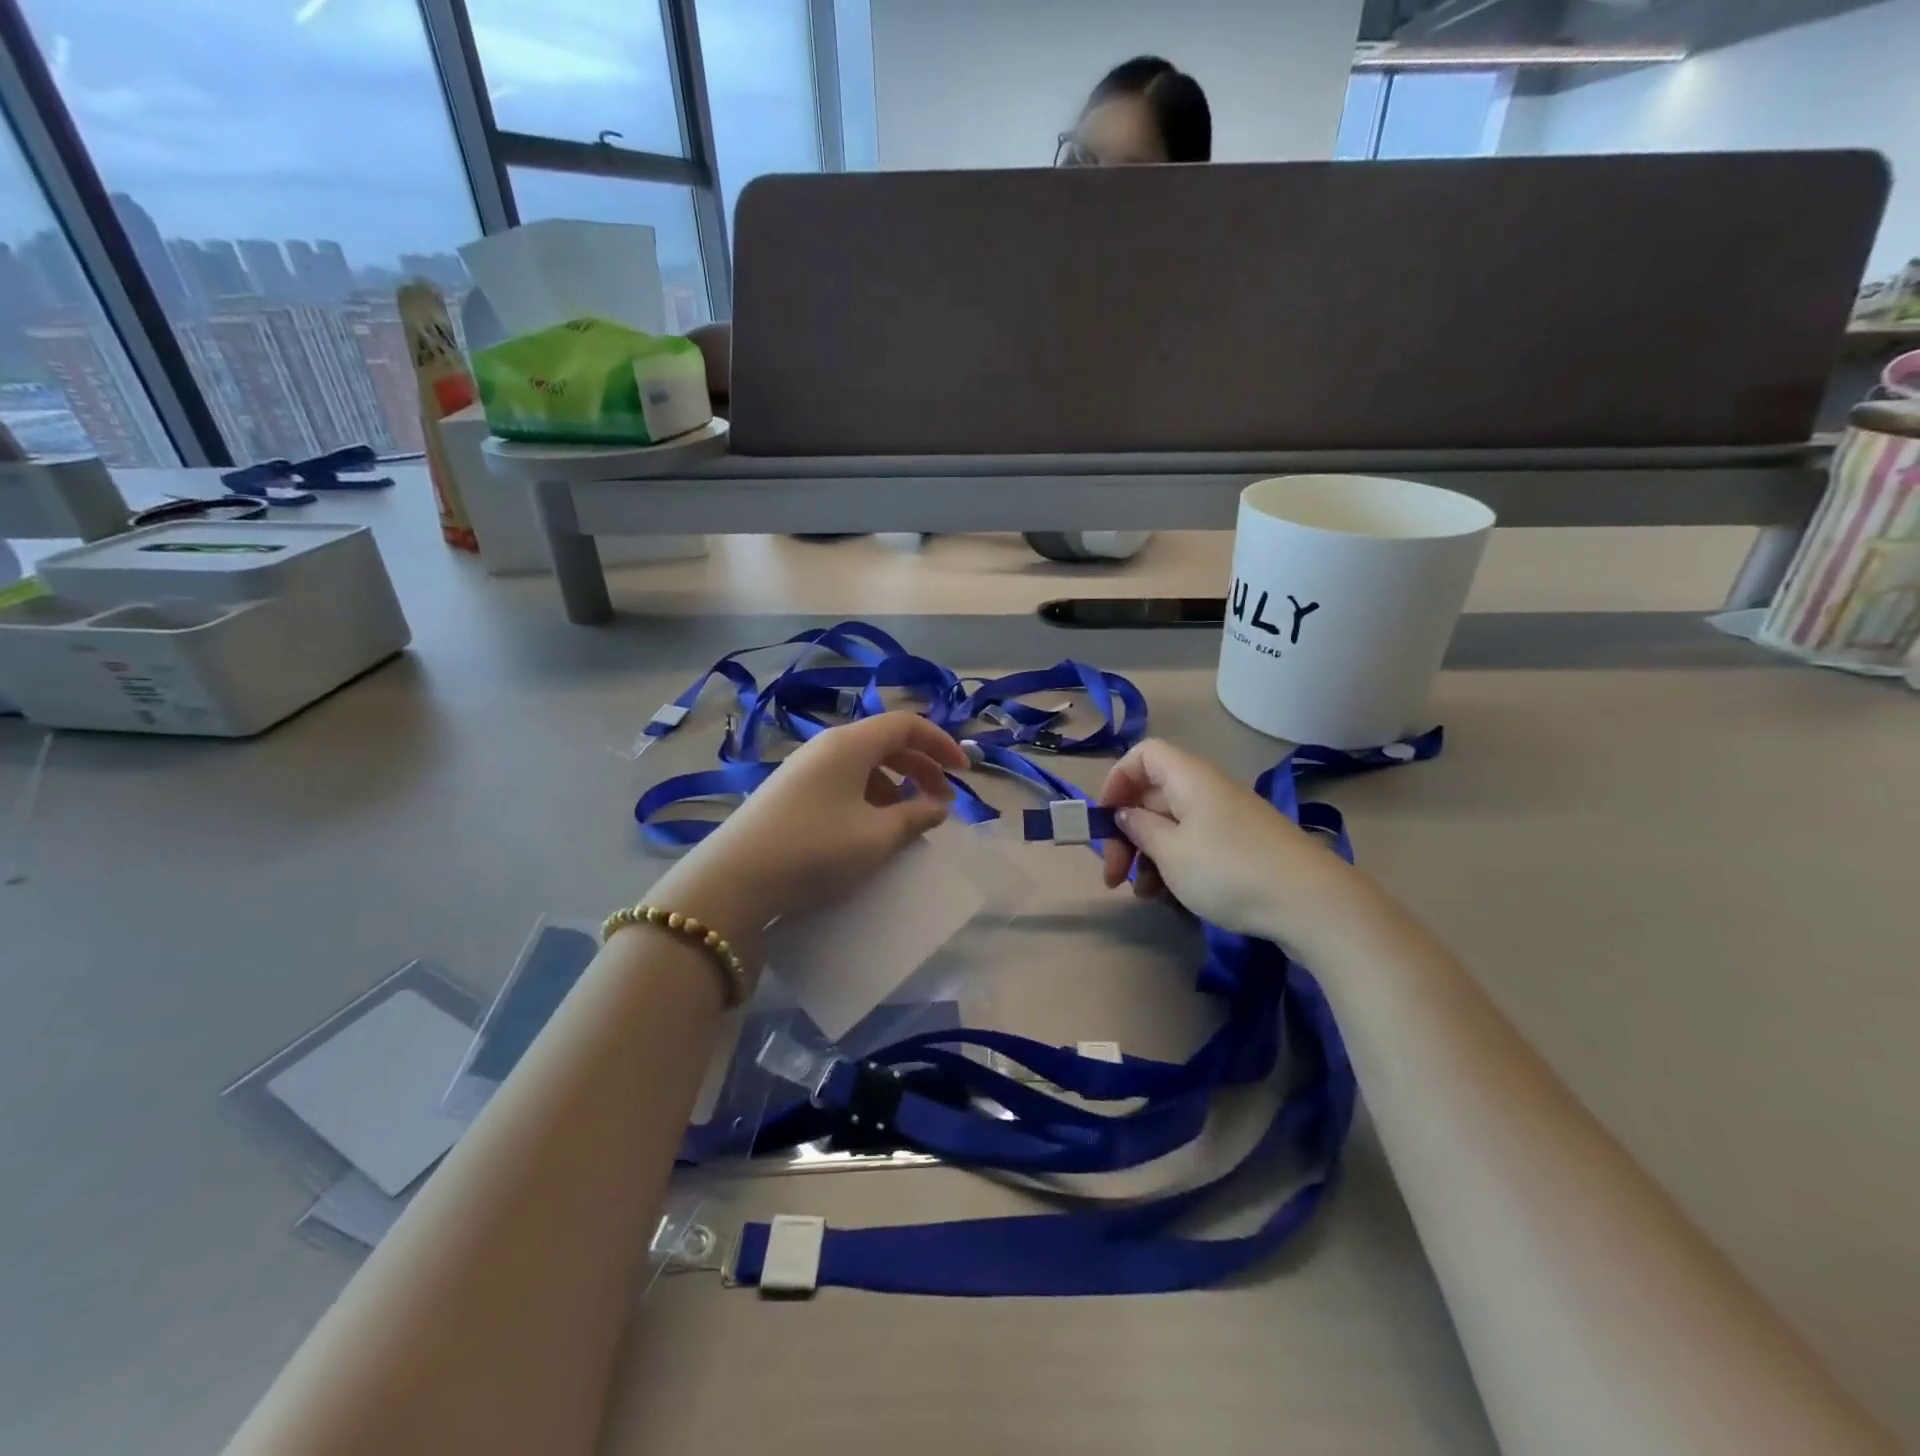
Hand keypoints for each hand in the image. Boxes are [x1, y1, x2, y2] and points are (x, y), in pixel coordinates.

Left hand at [651, 712, 966, 954]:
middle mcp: (826, 746)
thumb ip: (914, 817)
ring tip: (909, 816)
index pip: (907, 724)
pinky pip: (841, 779)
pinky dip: (868, 794)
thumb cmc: (816, 849)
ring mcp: (803, 767)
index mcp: (850, 744)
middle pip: (885, 741)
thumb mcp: (875, 837)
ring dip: (895, 782)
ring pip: (863, 762)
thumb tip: (937, 807)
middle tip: (942, 799)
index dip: (941, 743)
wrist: (735, 880)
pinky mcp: (788, 791)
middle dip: (920, 766)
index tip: (963, 772)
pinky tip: (870, 826)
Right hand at [1098, 738, 1371, 952]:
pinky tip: (1169, 899)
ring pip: (1171, 826)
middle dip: (1126, 833)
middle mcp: (1206, 790)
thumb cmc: (1228, 870)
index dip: (1117, 780)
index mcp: (1188, 778)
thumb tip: (1125, 814)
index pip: (1143, 755)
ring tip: (1143, 894)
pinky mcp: (1241, 847)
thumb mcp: (1171, 852)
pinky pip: (1194, 846)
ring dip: (1148, 857)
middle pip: (1152, 796)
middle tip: (1113, 876)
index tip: (1106, 820)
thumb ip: (1139, 829)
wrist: (1311, 903)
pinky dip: (1174, 867)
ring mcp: (1226, 820)